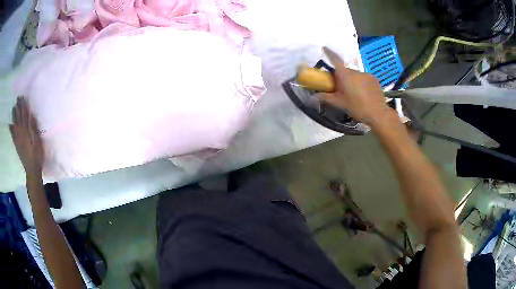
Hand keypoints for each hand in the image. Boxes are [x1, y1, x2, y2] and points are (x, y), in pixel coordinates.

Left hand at [10, 96, 44, 176]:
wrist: (32, 171)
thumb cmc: (37, 156)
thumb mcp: (38, 142)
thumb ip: (34, 128)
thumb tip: (31, 115)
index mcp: (26, 131)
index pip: (24, 115)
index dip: (23, 106)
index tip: (23, 97)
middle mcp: (20, 133)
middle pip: (19, 118)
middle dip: (18, 107)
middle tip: (18, 98)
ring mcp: (18, 139)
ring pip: (15, 124)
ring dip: (14, 115)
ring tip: (13, 107)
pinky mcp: (16, 145)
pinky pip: (12, 135)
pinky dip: (11, 128)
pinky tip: (10, 124)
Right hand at [320, 47, 392, 126]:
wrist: (378, 113)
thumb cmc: (357, 107)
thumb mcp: (339, 104)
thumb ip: (325, 98)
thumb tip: (312, 98)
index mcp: (345, 75)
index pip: (335, 60)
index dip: (329, 53)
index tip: (324, 48)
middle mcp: (356, 71)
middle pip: (345, 70)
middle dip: (341, 77)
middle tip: (340, 88)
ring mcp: (366, 74)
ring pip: (355, 75)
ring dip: (352, 81)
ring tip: (354, 93)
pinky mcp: (374, 79)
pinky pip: (364, 78)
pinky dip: (361, 83)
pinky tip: (363, 94)